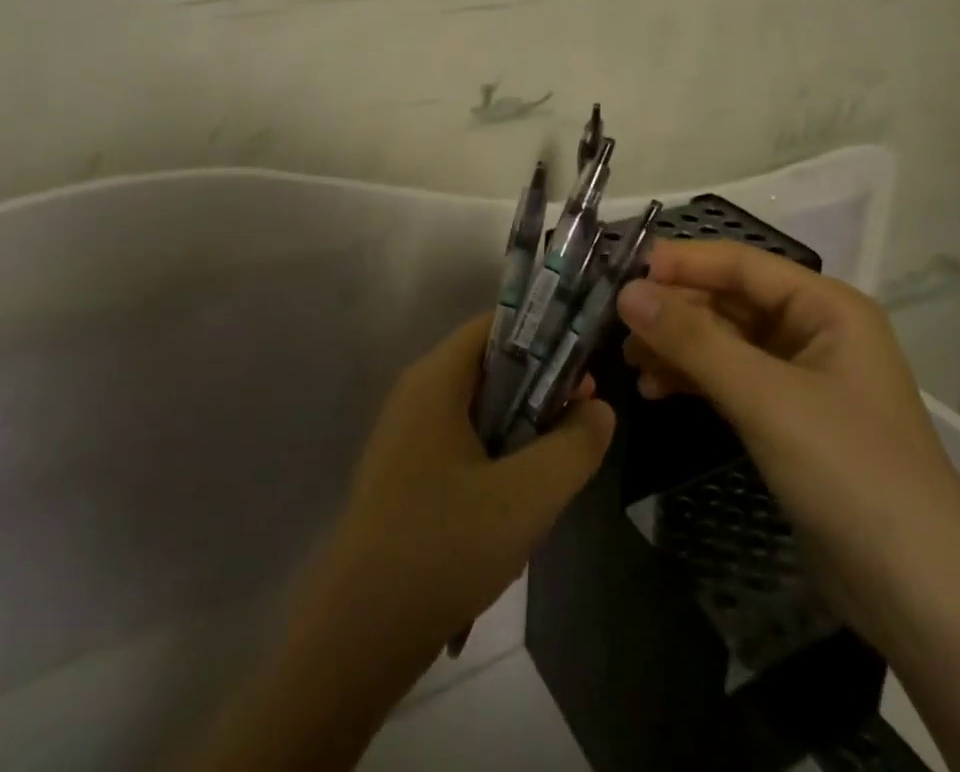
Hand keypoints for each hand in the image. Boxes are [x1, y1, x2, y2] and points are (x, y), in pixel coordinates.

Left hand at [313, 313, 615, 662]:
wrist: (359, 635)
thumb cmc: (444, 545)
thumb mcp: (528, 495)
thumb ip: (574, 445)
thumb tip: (600, 409)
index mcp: (436, 379)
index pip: (496, 325)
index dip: (544, 336)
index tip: (583, 369)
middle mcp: (417, 395)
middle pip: (490, 369)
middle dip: (539, 392)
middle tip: (580, 424)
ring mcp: (406, 438)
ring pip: (479, 414)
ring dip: (520, 436)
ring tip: (552, 477)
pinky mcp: (405, 477)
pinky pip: (461, 449)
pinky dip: (495, 464)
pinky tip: (514, 514)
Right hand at [618, 241, 959, 656]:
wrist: (923, 599)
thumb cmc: (851, 474)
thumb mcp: (766, 399)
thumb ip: (693, 341)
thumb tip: (627, 292)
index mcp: (827, 307)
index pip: (741, 264)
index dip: (682, 263)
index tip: (623, 273)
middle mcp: (815, 331)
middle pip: (730, 301)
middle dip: (675, 311)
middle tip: (617, 326)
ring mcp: (802, 377)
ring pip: (725, 341)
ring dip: (678, 347)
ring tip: (630, 362)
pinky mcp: (789, 419)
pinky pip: (731, 380)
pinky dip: (694, 381)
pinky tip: (656, 391)